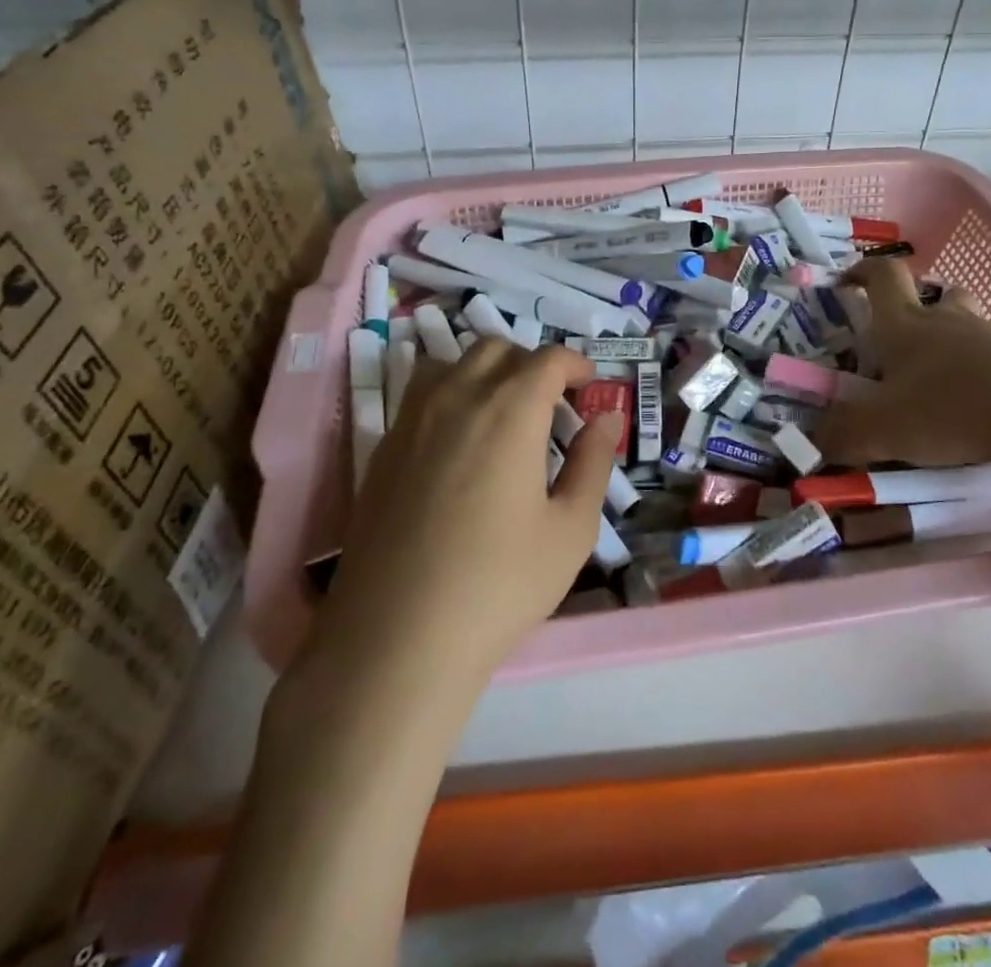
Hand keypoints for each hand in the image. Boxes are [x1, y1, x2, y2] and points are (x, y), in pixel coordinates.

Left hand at [306, 340, 623, 683]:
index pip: (548, 359)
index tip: (591, 385)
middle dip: (532, 364)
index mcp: (510, 411)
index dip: (576, 364)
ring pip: (452, 363)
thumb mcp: (570, 529)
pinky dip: (450, 394)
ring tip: (503, 412)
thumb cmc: (499, 584)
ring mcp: (411, 421)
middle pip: (497, 349)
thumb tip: (608, 418)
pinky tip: (459, 443)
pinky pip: (420, 395)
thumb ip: (594, 463)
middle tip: (552, 403)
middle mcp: (458, 399)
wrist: (395, 640)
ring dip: (486, 371)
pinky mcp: (381, 450)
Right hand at [814, 257, 990, 472]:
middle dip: (920, 310)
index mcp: (905, 325)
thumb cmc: (947, 410)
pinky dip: (987, 374)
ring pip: (970, 326)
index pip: (882, 276)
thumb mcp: (881, 430)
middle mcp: (948, 321)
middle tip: (908, 343)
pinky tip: (985, 409)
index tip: (848, 281)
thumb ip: (843, 434)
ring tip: (945, 384)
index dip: (862, 272)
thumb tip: (815, 441)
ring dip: (955, 343)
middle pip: (937, 294)